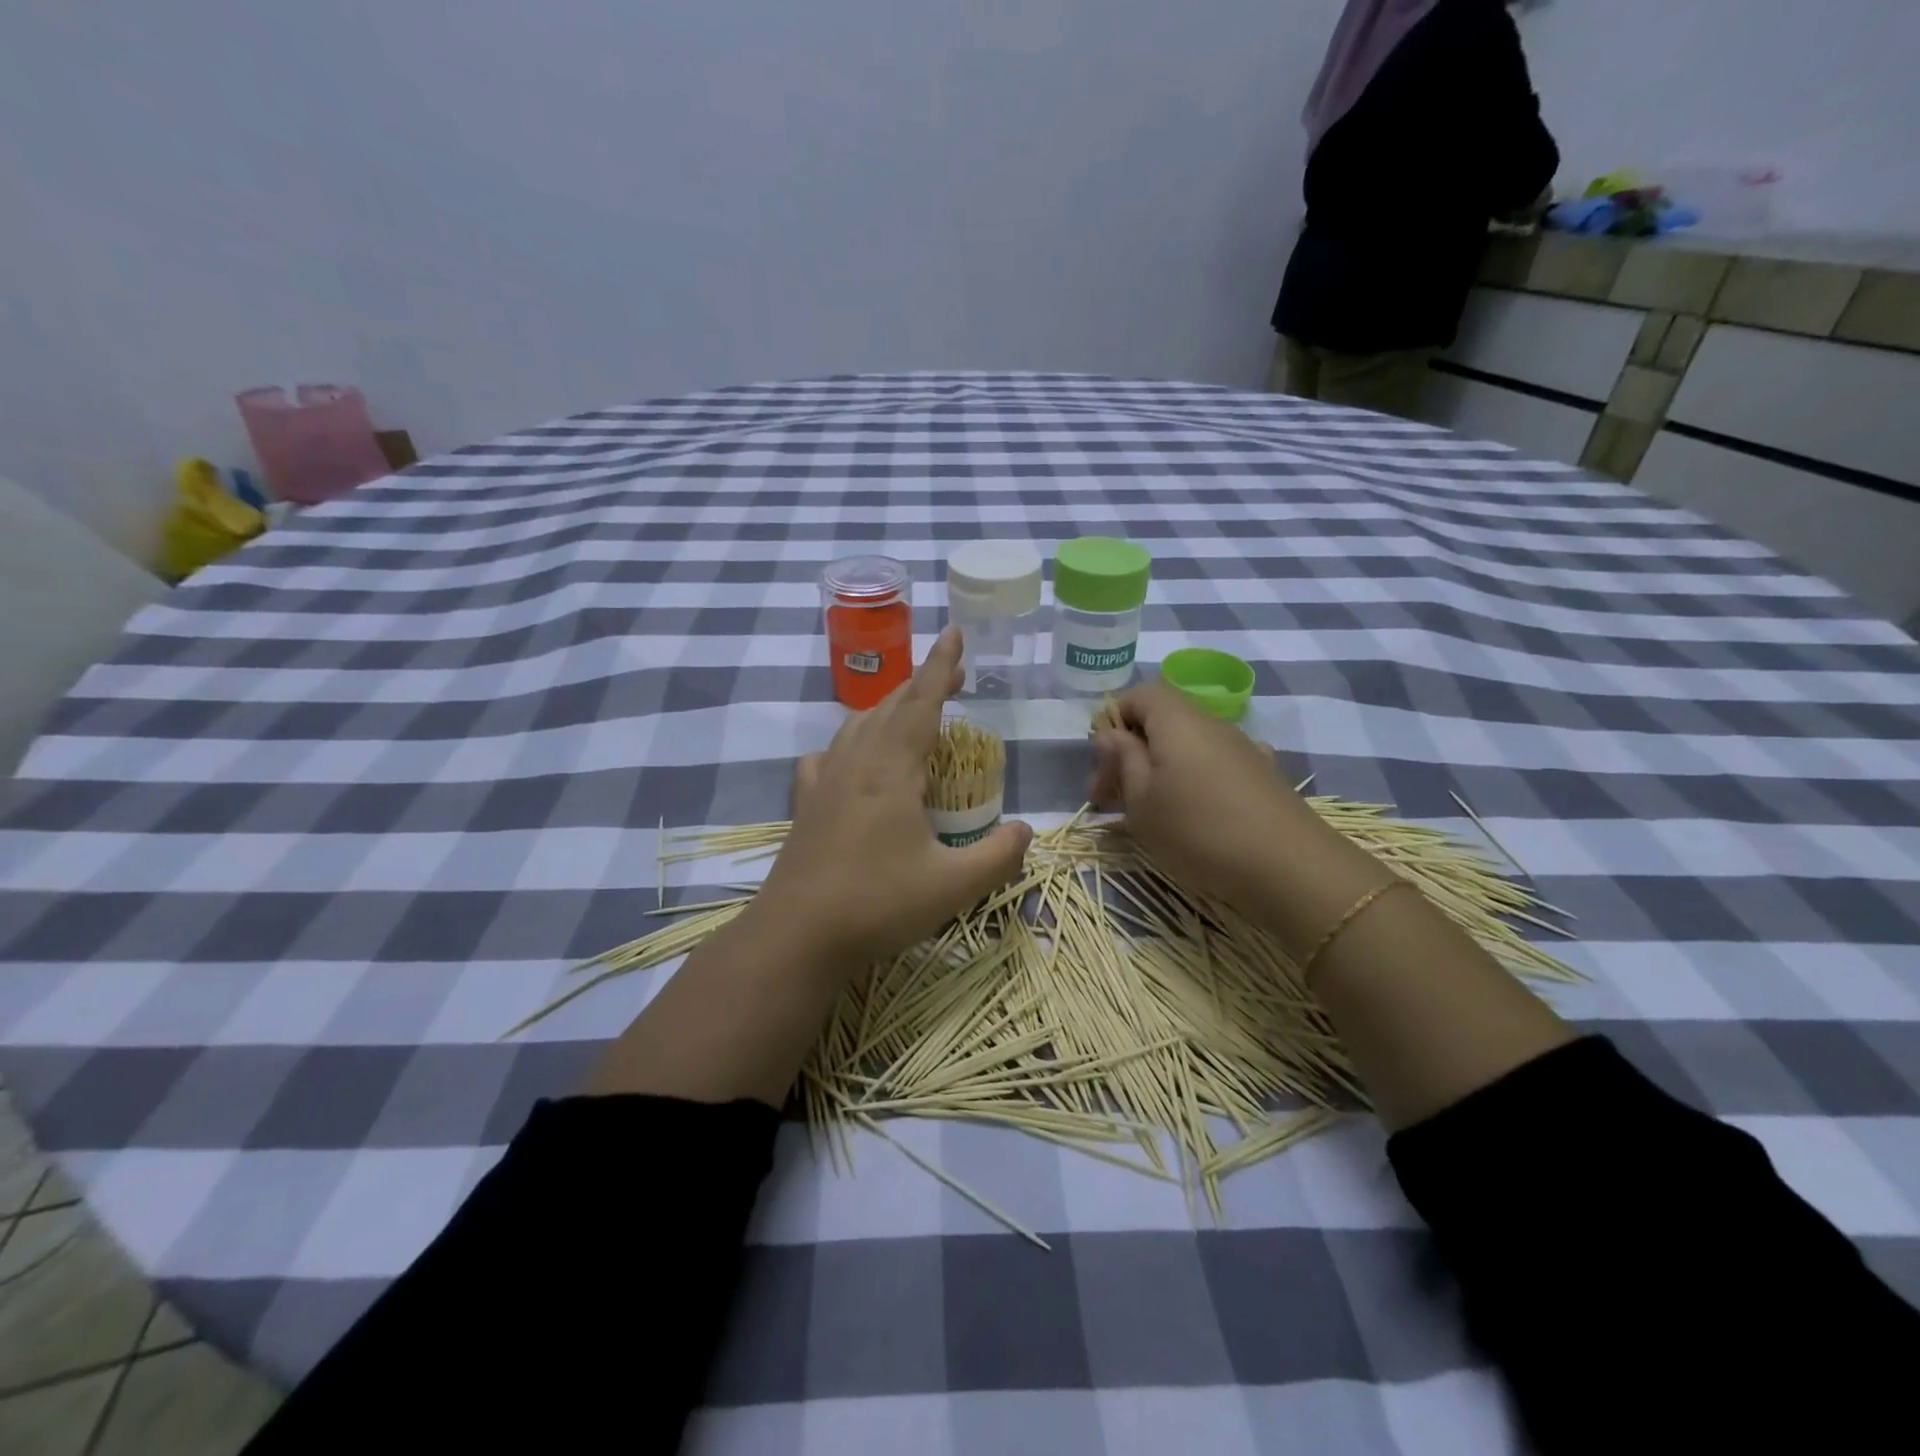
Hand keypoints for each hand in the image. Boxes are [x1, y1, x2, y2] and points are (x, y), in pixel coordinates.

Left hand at [756, 626, 1032, 968]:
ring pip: (859, 724)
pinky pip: (829, 754)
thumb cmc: (877, 904)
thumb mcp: (953, 886)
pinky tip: (853, 758)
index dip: (941, 665)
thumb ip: (998, 856)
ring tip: (913, 711)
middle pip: (892, 705)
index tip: (954, 631)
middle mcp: (856, 762)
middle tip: (954, 676)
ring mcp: (825, 781)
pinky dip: (850, 742)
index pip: (923, 701)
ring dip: (890, 708)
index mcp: (892, 769)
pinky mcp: (805, 804)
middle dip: (924, 683)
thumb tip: (1026, 830)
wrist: (796, 935)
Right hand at [1088, 681, 1360, 916]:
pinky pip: (1213, 767)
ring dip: (1159, 771)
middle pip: (1162, 721)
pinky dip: (1192, 783)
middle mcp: (1212, 724)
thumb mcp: (1142, 800)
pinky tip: (1192, 818)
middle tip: (1110, 800)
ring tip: (1147, 814)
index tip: (1102, 764)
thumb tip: (1111, 733)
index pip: (1139, 695)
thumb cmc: (1198, 830)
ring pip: (1187, 747)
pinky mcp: (1263, 776)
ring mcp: (1243, 749)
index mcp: (1177, 720)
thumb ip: (1123, 760)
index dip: (1113, 720)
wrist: (1289, 868)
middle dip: (1130, 753)